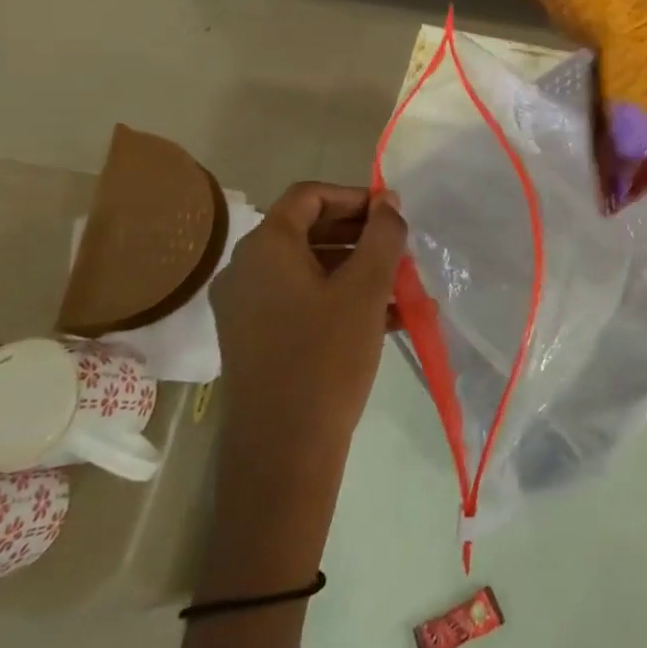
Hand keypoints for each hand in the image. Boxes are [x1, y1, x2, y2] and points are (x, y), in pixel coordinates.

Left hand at [210, 181, 405, 451]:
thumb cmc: (326, 357)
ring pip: (308, 268)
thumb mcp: (366, 289)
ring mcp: (245, 307)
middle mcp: (246, 269)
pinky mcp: (254, 338)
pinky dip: (339, 298)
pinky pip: (300, 300)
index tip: (393, 214)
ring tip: (401, 287)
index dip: (355, 196)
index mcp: (265, 247)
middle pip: (308, 230)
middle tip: (401, 250)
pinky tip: (384, 318)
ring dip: (356, 269)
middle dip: (360, 235)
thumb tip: (389, 202)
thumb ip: (383, 235)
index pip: (309, 196)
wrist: (283, 451)